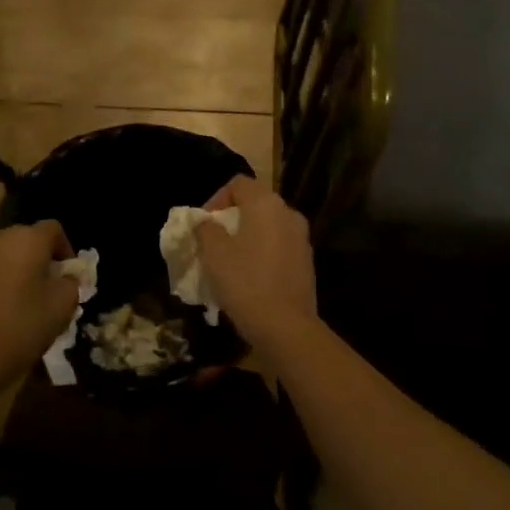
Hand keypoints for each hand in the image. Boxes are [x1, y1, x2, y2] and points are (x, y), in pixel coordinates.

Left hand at [0, 220, 80, 402]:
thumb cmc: (21, 326)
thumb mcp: (62, 307)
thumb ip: (72, 284)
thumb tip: (66, 278)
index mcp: (28, 239)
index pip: (54, 229)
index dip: (66, 249)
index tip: (70, 276)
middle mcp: (0, 239)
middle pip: (28, 240)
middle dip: (42, 260)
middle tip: (51, 289)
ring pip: (7, 256)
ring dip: (20, 271)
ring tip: (28, 302)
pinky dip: (1, 283)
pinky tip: (4, 312)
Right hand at [197, 177, 317, 346]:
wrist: (285, 326)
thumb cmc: (245, 282)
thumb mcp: (213, 253)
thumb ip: (205, 229)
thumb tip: (205, 221)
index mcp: (266, 204)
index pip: (238, 183)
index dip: (216, 199)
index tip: (203, 225)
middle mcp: (288, 214)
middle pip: (255, 204)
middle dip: (230, 219)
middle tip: (212, 242)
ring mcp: (301, 238)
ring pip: (267, 227)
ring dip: (246, 237)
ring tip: (228, 261)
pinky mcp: (306, 261)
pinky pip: (278, 246)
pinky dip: (262, 253)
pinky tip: (249, 277)